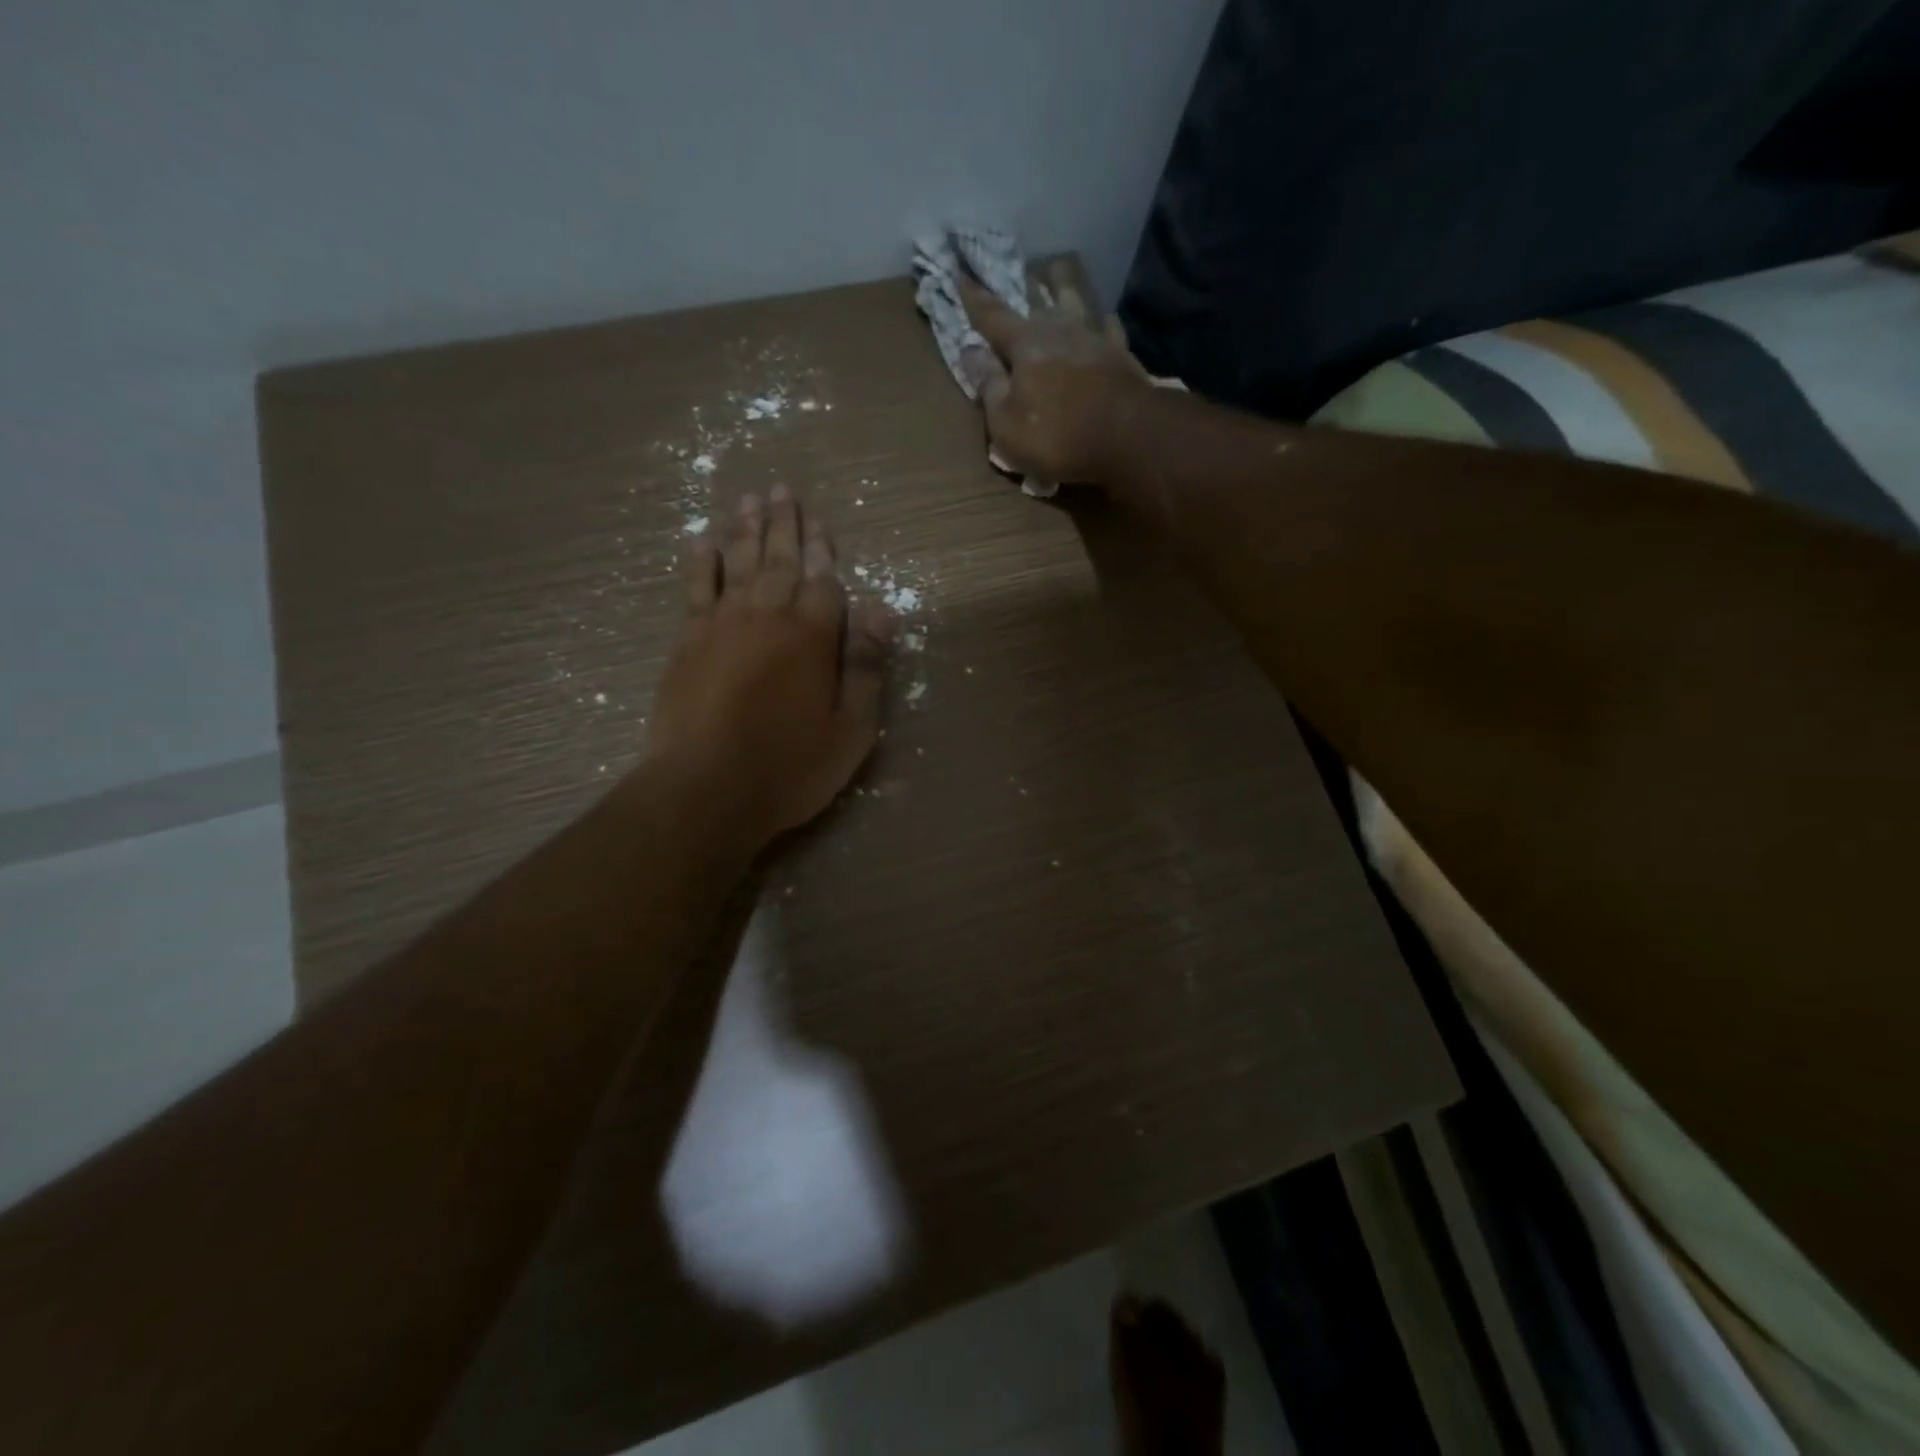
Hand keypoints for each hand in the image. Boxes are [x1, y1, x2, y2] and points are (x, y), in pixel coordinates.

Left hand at [646, 487, 891, 851]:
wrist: (706, 789)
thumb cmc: (790, 766)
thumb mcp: (851, 728)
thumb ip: (865, 665)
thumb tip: (882, 610)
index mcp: (812, 636)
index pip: (822, 580)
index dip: (823, 551)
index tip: (820, 522)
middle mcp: (767, 617)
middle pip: (778, 560)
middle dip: (783, 525)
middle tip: (781, 489)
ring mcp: (721, 626)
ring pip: (737, 564)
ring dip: (744, 530)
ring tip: (748, 499)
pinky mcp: (686, 643)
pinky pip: (695, 589)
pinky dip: (700, 563)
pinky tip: (701, 542)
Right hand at [959, 275, 1151, 485]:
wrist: (1129, 438)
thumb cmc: (1057, 437)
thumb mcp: (1006, 424)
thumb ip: (989, 386)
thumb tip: (970, 352)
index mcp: (1025, 344)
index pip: (992, 315)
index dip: (974, 298)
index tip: (959, 274)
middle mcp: (1059, 329)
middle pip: (1037, 297)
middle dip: (1020, 283)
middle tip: (1012, 267)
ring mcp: (1094, 337)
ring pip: (1076, 298)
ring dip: (1063, 283)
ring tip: (1056, 269)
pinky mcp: (1122, 354)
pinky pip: (1108, 326)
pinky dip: (1101, 319)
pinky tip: (1102, 316)